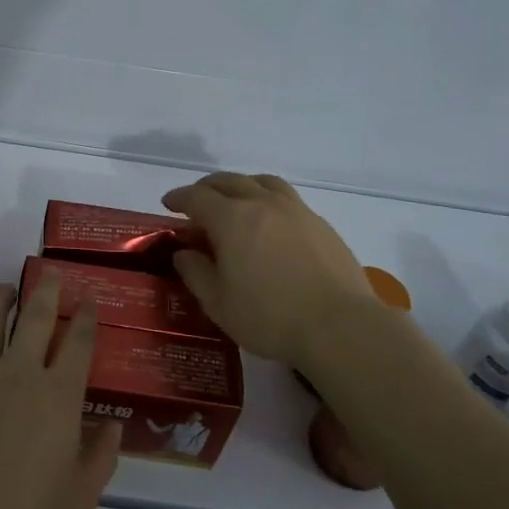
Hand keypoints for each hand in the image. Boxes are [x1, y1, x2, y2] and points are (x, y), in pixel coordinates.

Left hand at [0, 274, 120, 508]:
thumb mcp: (80, 496)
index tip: (88, 300)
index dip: (86, 318)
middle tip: (50, 273)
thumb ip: (101, 456)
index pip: (78, 343)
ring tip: (5, 289)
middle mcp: (19, 373)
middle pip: (35, 317)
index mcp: (58, 395)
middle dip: (46, 290)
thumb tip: (112, 425)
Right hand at [162, 172, 380, 366]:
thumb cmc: (270, 317)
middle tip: (196, 201)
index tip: (168, 204)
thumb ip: (196, 273)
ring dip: (241, 186)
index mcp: (232, 219)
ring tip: (235, 200)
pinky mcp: (320, 224)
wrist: (340, 326)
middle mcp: (262, 204)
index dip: (179, 198)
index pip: (197, 197)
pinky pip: (287, 198)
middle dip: (207, 188)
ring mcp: (296, 210)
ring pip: (262, 183)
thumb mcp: (219, 303)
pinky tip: (270, 222)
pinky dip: (268, 200)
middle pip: (229, 182)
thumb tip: (184, 253)